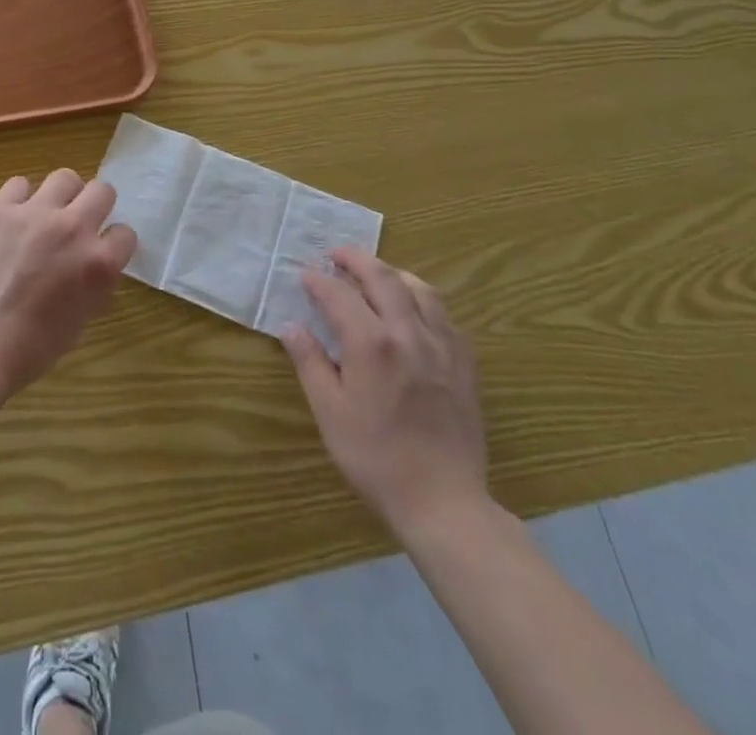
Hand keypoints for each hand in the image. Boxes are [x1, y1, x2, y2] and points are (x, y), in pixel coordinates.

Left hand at [0, 170, 138, 397]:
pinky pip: (19, 183)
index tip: (101, 251)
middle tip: (79, 223)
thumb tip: (92, 271)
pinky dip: (20, 197)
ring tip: (48, 213)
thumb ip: (93, 288)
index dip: (113, 243)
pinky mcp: (0, 209)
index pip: (125, 233)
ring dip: (62, 194)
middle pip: (102, 190)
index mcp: (99, 263)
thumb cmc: (30, 349)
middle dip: (96, 206)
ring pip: (64, 177)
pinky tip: (13, 217)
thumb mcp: (79, 323)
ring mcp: (35, 214)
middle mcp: (73, 229)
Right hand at [282, 247, 488, 541]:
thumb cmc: (376, 458)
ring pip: (420, 289)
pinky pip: (444, 315)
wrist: (443, 501)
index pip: (339, 295)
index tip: (305, 275)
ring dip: (393, 273)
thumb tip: (291, 326)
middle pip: (383, 277)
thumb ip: (310, 363)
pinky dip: (423, 299)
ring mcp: (442, 345)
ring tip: (375, 273)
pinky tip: (414, 310)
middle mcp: (409, 333)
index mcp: (372, 344)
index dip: (319, 281)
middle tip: (337, 254)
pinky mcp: (464, 363)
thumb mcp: (330, 413)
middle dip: (356, 259)